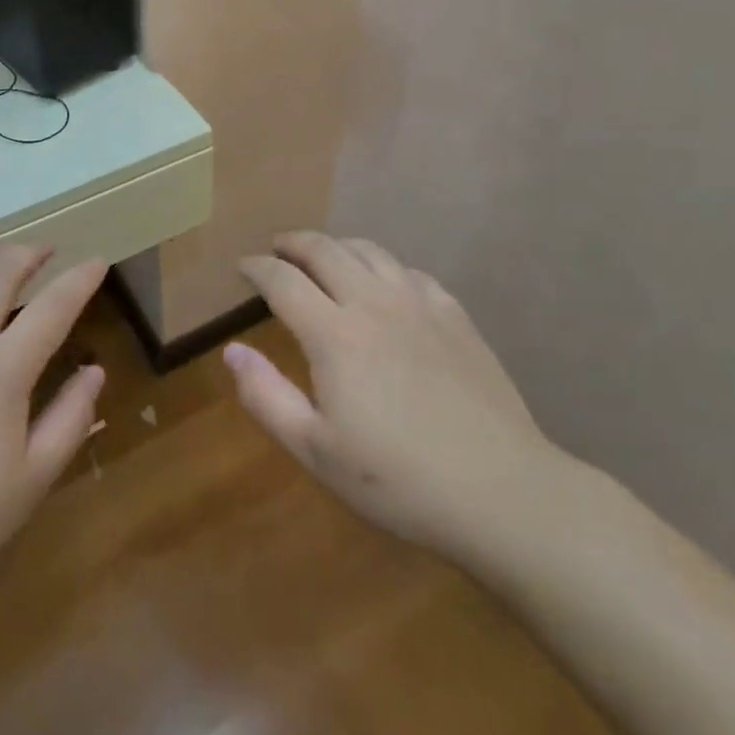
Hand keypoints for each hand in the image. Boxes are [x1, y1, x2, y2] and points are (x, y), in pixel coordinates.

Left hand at [0, 246, 106, 682]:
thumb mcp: (32, 478)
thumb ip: (71, 417)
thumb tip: (94, 370)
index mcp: (4, 366)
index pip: (55, 304)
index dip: (81, 278)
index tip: (98, 262)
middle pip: (1, 270)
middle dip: (31, 252)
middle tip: (47, 253)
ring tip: (1, 262)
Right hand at [229, 232, 569, 566]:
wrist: (502, 492)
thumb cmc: (398, 480)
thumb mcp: (316, 451)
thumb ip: (266, 396)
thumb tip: (232, 350)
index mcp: (333, 334)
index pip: (282, 280)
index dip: (257, 267)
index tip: (242, 267)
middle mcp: (373, 303)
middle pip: (324, 249)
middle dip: (293, 242)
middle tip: (277, 249)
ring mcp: (419, 304)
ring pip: (369, 251)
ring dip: (337, 246)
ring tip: (324, 257)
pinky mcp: (455, 316)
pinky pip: (410, 271)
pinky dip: (383, 267)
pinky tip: (385, 285)